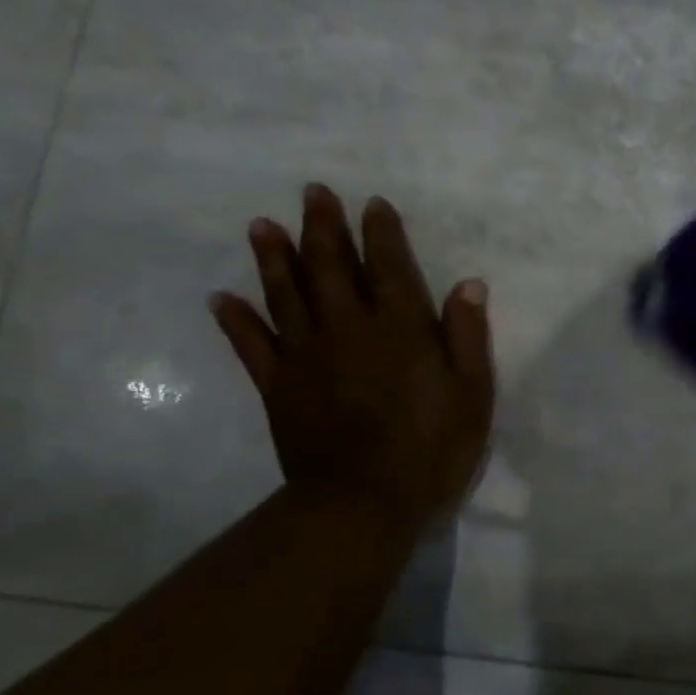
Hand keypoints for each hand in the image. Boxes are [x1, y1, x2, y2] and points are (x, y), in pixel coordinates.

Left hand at [209, 183, 494, 530]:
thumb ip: (467, 336)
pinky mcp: (278, 386)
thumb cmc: (432, 448)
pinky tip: (222, 298)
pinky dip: (236, 319)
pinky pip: (251, 345)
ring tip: (262, 225)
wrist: (365, 502)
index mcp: (401, 329)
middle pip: (331, 267)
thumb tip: (468, 284)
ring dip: (274, 257)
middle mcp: (350, 328)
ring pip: (286, 294)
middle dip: (323, 227)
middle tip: (313, 192)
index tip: (373, 203)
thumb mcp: (472, 394)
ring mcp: (307, 355)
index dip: (382, 232)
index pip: (390, 267)